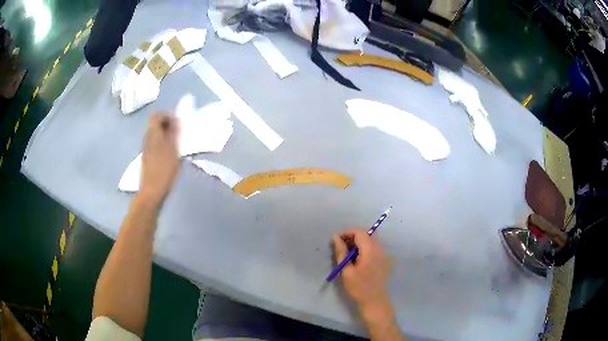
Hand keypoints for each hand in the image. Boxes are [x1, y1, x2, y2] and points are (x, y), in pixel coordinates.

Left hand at [140, 113, 179, 203]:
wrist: (151, 191)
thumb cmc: (164, 171)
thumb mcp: (173, 150)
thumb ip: (174, 133)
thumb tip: (176, 119)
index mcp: (153, 134)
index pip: (157, 115)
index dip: (167, 116)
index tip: (178, 123)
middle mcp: (147, 138)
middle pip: (155, 124)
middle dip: (167, 124)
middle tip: (179, 132)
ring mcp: (145, 148)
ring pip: (155, 133)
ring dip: (165, 134)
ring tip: (176, 143)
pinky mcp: (146, 156)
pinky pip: (154, 142)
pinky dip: (162, 142)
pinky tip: (169, 153)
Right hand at [332, 229, 391, 309]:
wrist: (374, 301)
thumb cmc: (358, 287)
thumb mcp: (346, 270)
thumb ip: (341, 252)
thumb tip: (335, 237)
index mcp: (370, 250)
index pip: (360, 232)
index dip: (348, 233)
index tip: (338, 242)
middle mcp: (380, 249)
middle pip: (367, 234)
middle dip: (354, 237)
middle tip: (343, 249)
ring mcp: (385, 254)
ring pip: (371, 240)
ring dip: (360, 243)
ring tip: (350, 256)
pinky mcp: (385, 260)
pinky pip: (375, 248)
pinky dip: (366, 249)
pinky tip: (360, 261)